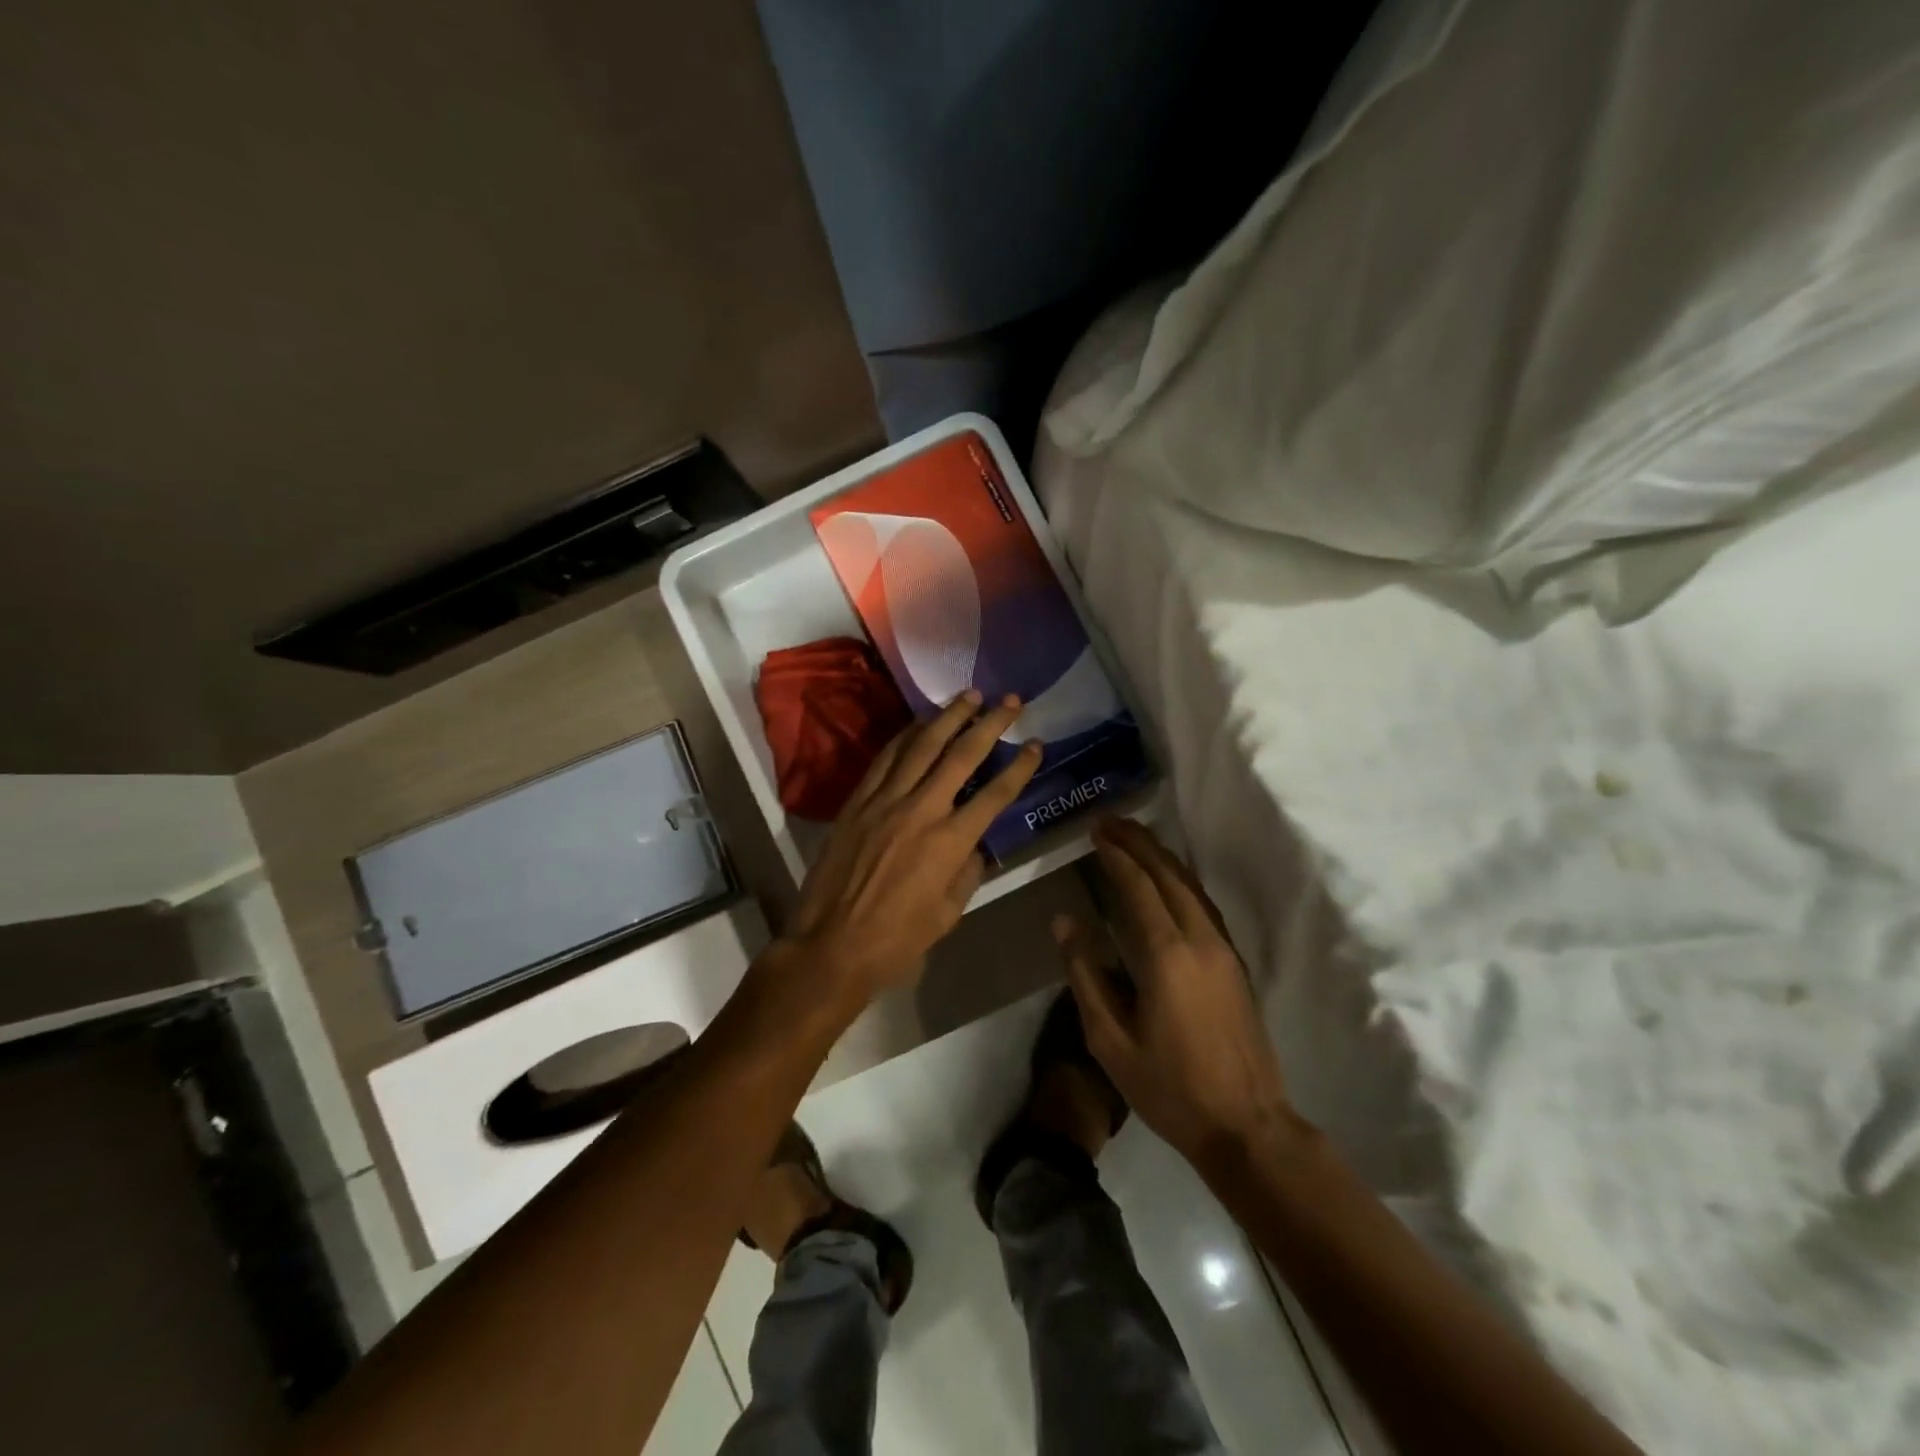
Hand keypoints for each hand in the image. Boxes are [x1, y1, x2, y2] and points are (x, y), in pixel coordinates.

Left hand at [782, 690, 1041, 1007]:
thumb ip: (968, 871)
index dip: (1020, 767)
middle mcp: (921, 810)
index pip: (995, 794)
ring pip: (921, 746)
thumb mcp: (949, 913)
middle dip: (990, 724)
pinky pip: (885, 758)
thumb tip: (976, 844)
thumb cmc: (897, 940)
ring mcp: (884, 801)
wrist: (831, 945)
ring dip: (948, 717)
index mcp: (950, 842)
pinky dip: (905, 736)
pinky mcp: (857, 801)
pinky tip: (919, 723)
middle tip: (1009, 700)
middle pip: (961, 755)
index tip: (1036, 744)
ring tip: (969, 696)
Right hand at [1057, 817, 1304, 1168]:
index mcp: (1167, 955)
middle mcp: (1200, 939)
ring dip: (1162, 857)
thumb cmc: (1170, 1087)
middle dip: (1139, 843)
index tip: (1096, 831)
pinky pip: (1204, 904)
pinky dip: (1181, 880)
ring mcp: (1224, 949)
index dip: (1117, 855)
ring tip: (1135, 839)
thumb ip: (1086, 976)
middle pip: (1169, 875)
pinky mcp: (1236, 962)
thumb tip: (1065, 922)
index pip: (1139, 887)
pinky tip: (1168, 881)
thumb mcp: (1111, 1040)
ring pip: (1192, 886)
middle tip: (1111, 821)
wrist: (1247, 1125)